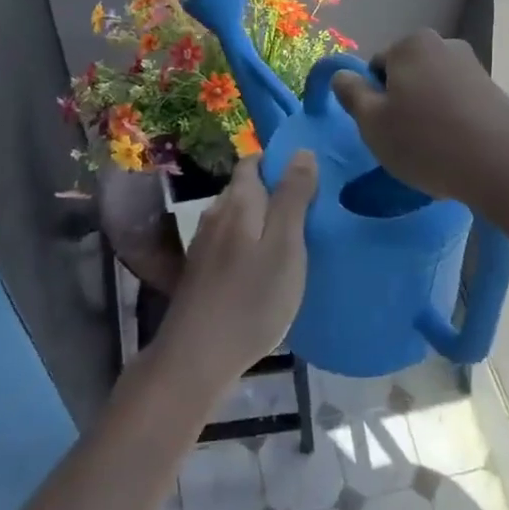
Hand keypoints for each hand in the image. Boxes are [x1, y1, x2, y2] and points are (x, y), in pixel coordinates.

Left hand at [157, 151, 317, 387]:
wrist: (197, 358)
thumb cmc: (251, 299)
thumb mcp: (285, 245)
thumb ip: (293, 197)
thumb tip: (302, 151)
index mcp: (238, 202)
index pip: (253, 162)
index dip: (279, 162)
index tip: (310, 177)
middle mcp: (216, 214)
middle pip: (245, 189)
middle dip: (274, 192)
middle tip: (311, 211)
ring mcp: (204, 245)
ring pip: (238, 218)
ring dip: (263, 221)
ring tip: (294, 239)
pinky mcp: (201, 272)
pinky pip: (231, 243)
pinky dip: (250, 245)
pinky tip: (266, 268)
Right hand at [331, 30, 508, 209]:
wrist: (503, 165)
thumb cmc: (426, 141)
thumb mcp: (372, 122)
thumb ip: (351, 94)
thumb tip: (341, 75)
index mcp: (410, 44)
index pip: (376, 67)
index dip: (373, 100)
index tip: (383, 129)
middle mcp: (444, 45)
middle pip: (406, 77)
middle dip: (402, 105)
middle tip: (403, 142)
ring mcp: (474, 67)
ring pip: (433, 92)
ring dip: (427, 116)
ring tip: (433, 152)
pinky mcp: (495, 93)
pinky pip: (459, 106)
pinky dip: (452, 124)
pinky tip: (456, 153)